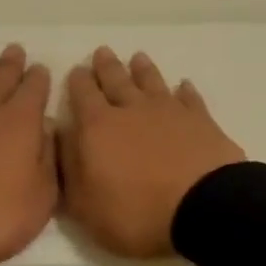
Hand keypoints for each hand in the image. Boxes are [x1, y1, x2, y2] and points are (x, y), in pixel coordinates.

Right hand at [59, 46, 245, 258]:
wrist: (203, 209)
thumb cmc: (136, 213)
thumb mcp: (86, 205)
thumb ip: (70, 169)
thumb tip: (62, 137)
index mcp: (98, 127)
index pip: (83, 95)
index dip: (78, 81)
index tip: (77, 70)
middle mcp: (132, 110)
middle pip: (116, 80)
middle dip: (106, 66)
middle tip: (102, 52)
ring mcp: (169, 112)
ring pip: (152, 82)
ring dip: (143, 69)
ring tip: (137, 57)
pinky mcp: (201, 121)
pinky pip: (190, 98)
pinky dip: (184, 90)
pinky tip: (183, 85)